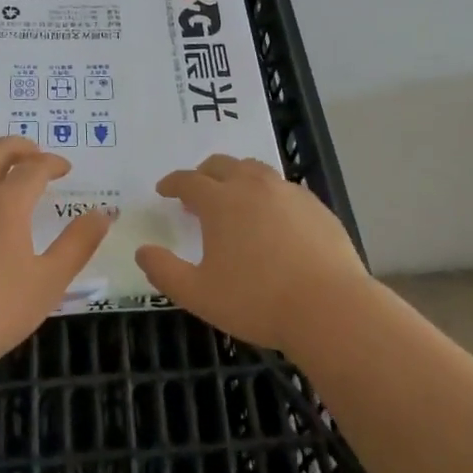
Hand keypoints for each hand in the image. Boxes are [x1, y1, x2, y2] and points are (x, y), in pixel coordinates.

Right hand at [137, 155, 371, 352]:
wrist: (329, 308)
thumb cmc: (257, 301)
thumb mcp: (199, 294)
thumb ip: (164, 271)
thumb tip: (142, 251)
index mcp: (221, 202)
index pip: (189, 180)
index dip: (173, 183)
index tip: (164, 190)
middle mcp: (253, 186)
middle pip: (222, 165)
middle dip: (204, 174)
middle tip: (197, 192)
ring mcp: (288, 192)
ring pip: (256, 170)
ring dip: (237, 177)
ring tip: (234, 198)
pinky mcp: (316, 206)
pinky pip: (284, 188)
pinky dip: (268, 194)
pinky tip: (272, 218)